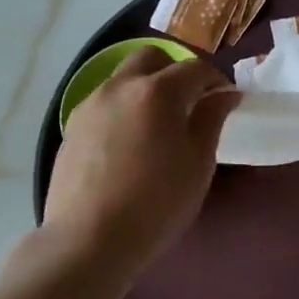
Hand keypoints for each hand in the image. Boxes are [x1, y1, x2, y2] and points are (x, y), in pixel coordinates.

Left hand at [42, 48, 241, 272]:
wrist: (88, 241)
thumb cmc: (156, 203)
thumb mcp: (198, 163)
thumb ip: (212, 119)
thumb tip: (225, 93)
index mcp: (158, 91)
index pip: (196, 68)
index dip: (216, 79)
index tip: (226, 99)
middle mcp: (121, 86)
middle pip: (152, 57)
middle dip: (175, 70)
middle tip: (190, 102)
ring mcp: (91, 104)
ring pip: (124, 78)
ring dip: (146, 88)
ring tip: (158, 125)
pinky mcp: (72, 127)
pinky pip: (105, 103)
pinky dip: (124, 109)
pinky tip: (130, 143)